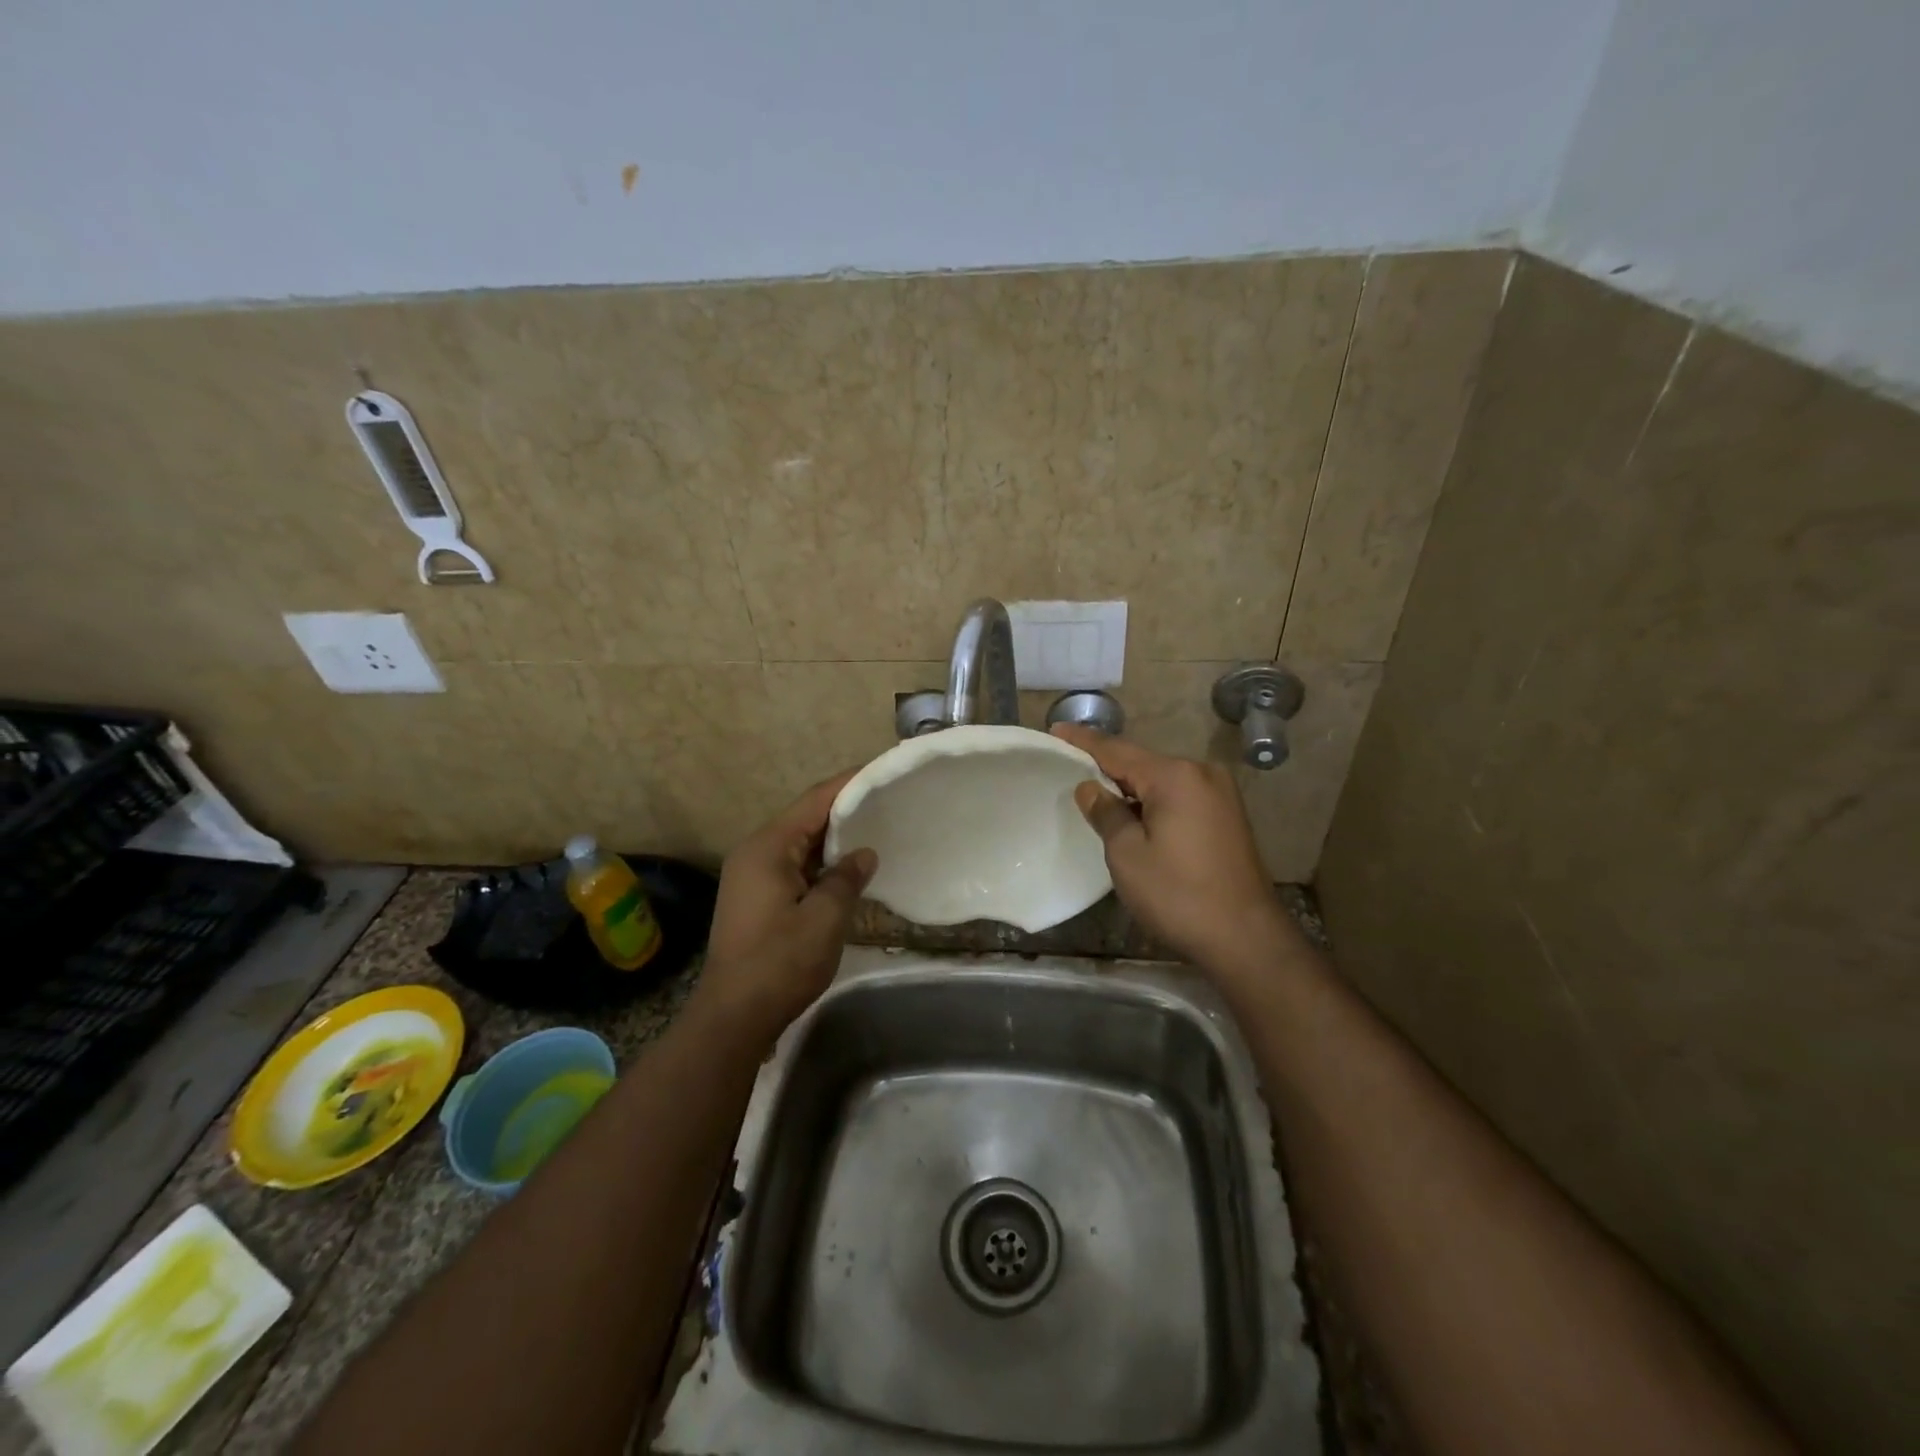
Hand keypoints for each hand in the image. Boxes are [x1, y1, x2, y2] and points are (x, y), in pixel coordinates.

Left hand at [696, 773, 877, 1038]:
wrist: (733, 1016)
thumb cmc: (780, 963)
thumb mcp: (825, 918)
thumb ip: (846, 878)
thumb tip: (864, 855)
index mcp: (767, 848)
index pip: (813, 802)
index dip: (847, 784)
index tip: (879, 772)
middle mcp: (754, 853)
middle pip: (804, 819)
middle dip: (843, 810)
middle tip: (885, 802)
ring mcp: (751, 876)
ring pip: (799, 844)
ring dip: (832, 839)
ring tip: (874, 829)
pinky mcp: (755, 898)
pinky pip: (793, 865)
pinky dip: (820, 863)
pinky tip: (847, 869)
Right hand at [1050, 724, 1289, 973]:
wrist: (1246, 939)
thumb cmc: (1178, 894)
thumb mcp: (1127, 854)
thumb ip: (1106, 813)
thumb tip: (1090, 787)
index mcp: (1175, 776)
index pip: (1117, 751)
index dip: (1084, 741)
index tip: (1056, 730)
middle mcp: (1201, 773)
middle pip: (1142, 764)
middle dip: (1108, 767)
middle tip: (1072, 767)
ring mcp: (1220, 794)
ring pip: (1162, 781)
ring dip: (1131, 788)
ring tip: (1097, 793)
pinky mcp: (1228, 816)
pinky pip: (1180, 797)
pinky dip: (1154, 802)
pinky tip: (1135, 815)